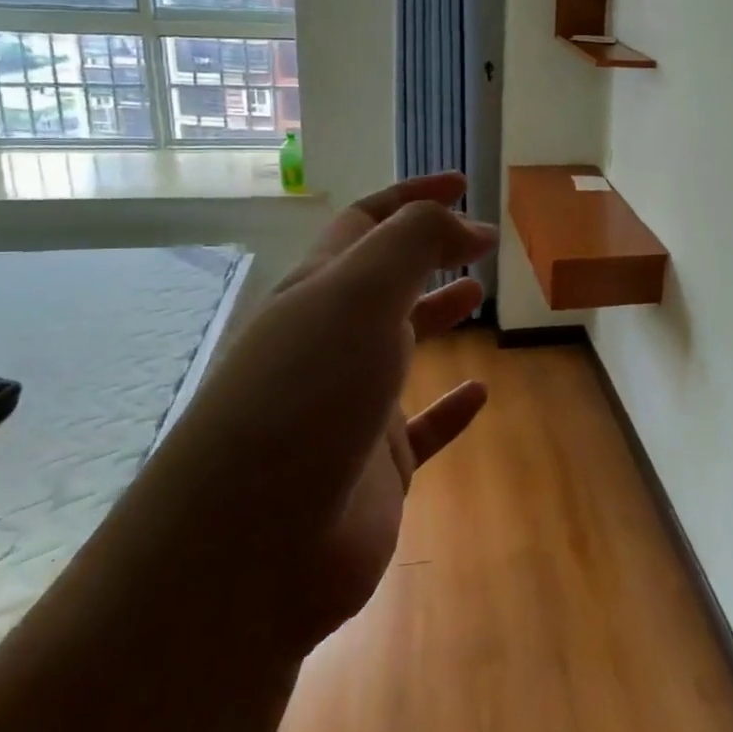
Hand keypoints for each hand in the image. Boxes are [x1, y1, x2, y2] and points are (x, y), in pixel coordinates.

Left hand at [182, 174, 496, 652]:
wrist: (252, 548)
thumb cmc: (306, 397)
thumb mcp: (359, 296)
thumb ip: (414, 243)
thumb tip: (468, 225)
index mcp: (318, 294)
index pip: (367, 224)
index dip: (413, 197)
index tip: (463, 183)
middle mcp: (330, 344)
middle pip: (383, 282)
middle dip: (427, 253)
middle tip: (480, 243)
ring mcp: (351, 407)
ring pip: (401, 348)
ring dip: (436, 316)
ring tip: (479, 296)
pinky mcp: (375, 468)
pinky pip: (422, 429)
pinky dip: (451, 409)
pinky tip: (481, 394)